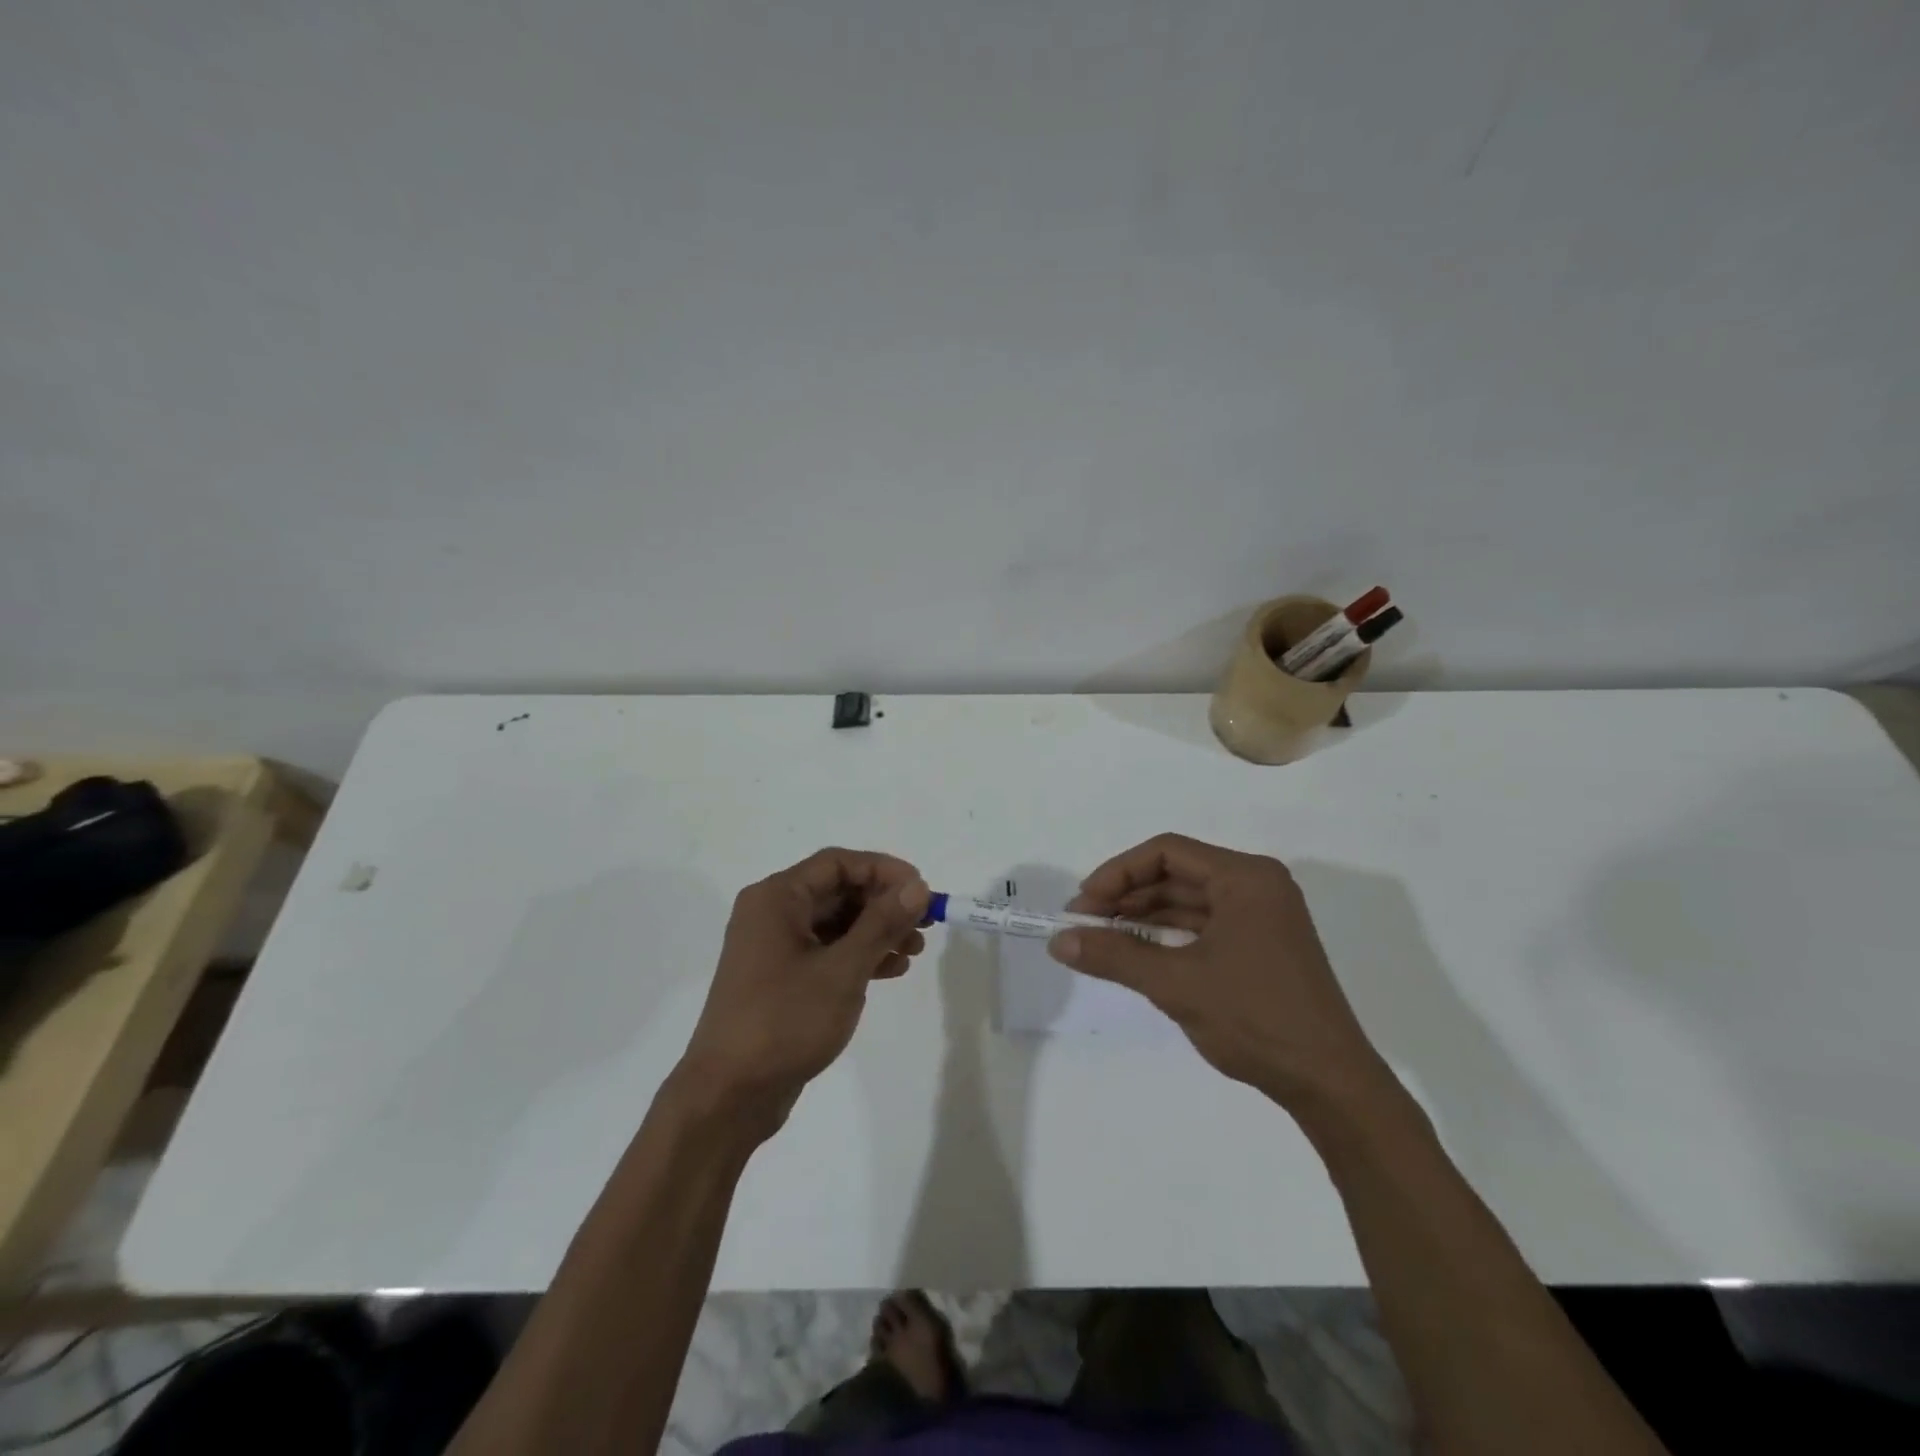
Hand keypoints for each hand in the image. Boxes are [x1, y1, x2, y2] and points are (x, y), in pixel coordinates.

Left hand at [678, 849, 929, 1134]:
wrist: (728, 1096)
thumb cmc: (784, 1021)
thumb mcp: (842, 970)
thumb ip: (882, 923)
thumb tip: (918, 886)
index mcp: (776, 898)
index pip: (837, 863)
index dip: (884, 870)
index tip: (922, 891)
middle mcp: (772, 913)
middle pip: (838, 891)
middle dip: (884, 903)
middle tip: (925, 922)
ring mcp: (774, 947)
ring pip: (835, 922)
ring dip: (876, 931)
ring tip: (915, 951)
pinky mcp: (781, 978)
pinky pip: (827, 951)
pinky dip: (859, 955)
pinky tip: (891, 970)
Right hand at [1049, 833, 1387, 1112]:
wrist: (1330, 1084)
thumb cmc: (1255, 1019)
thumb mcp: (1176, 984)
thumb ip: (1114, 956)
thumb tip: (1058, 941)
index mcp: (1245, 878)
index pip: (1166, 852)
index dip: (1118, 873)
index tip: (1084, 905)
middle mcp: (1256, 886)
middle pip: (1176, 875)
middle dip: (1126, 897)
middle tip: (1084, 926)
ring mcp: (1261, 917)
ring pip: (1187, 903)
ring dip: (1143, 919)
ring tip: (1101, 942)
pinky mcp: (1260, 946)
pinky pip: (1202, 927)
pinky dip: (1167, 938)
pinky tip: (1136, 956)